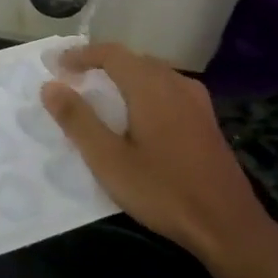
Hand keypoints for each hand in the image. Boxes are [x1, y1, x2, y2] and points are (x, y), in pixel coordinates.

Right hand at [41, 44, 277, 277]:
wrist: (227, 224)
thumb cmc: (162, 190)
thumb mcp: (108, 159)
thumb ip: (78, 120)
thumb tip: (50, 86)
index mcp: (151, 87)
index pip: (111, 53)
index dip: (81, 55)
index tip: (56, 66)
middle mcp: (176, 84)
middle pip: (134, 60)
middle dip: (101, 64)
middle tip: (73, 80)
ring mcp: (197, 102)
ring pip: (153, 74)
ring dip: (123, 78)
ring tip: (100, 96)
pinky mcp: (206, 121)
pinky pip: (168, 90)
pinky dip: (143, 92)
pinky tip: (137, 117)